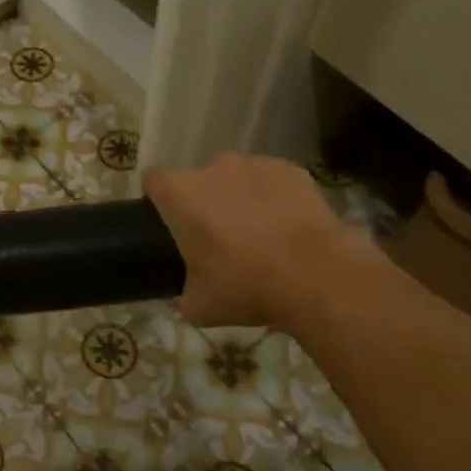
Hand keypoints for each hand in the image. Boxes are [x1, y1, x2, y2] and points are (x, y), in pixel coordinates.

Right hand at [145, 153, 371, 328]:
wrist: (316, 276)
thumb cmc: (245, 286)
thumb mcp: (199, 306)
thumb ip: (184, 293)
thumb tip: (187, 295)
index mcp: (181, 194)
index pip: (154, 181)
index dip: (158, 200)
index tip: (167, 224)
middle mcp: (214, 168)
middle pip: (199, 181)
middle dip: (204, 203)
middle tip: (217, 239)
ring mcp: (256, 164)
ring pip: (237, 178)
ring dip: (239, 198)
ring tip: (258, 233)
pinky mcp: (292, 170)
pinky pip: (273, 181)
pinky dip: (275, 198)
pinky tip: (287, 228)